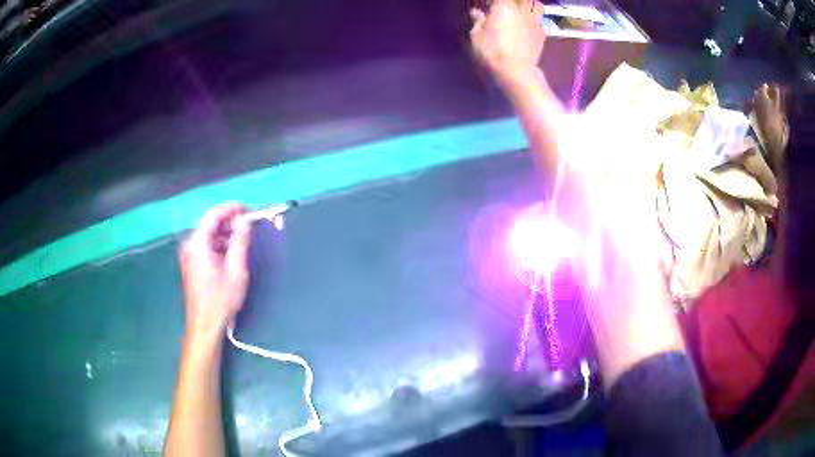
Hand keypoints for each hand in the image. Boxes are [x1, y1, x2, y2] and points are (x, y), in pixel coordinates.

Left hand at [179, 203, 251, 340]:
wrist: (204, 325)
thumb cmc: (220, 300)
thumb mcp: (236, 270)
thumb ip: (240, 242)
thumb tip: (245, 222)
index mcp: (198, 243)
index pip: (213, 214)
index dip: (232, 209)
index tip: (249, 210)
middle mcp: (190, 245)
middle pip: (210, 224)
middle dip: (230, 222)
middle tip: (249, 226)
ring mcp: (189, 255)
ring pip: (208, 235)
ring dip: (226, 234)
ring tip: (243, 241)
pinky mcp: (191, 264)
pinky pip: (206, 246)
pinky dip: (219, 245)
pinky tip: (232, 254)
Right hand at [469, 0, 545, 81]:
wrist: (516, 72)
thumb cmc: (491, 52)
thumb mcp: (476, 36)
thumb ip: (478, 21)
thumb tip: (476, 13)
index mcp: (503, 7)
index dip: (493, 1)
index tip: (488, 5)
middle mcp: (521, 11)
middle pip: (522, 0)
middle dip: (515, 2)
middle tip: (506, 7)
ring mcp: (534, 22)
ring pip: (537, 6)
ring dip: (530, 6)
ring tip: (523, 12)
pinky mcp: (543, 35)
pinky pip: (541, 22)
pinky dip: (537, 21)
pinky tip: (531, 26)